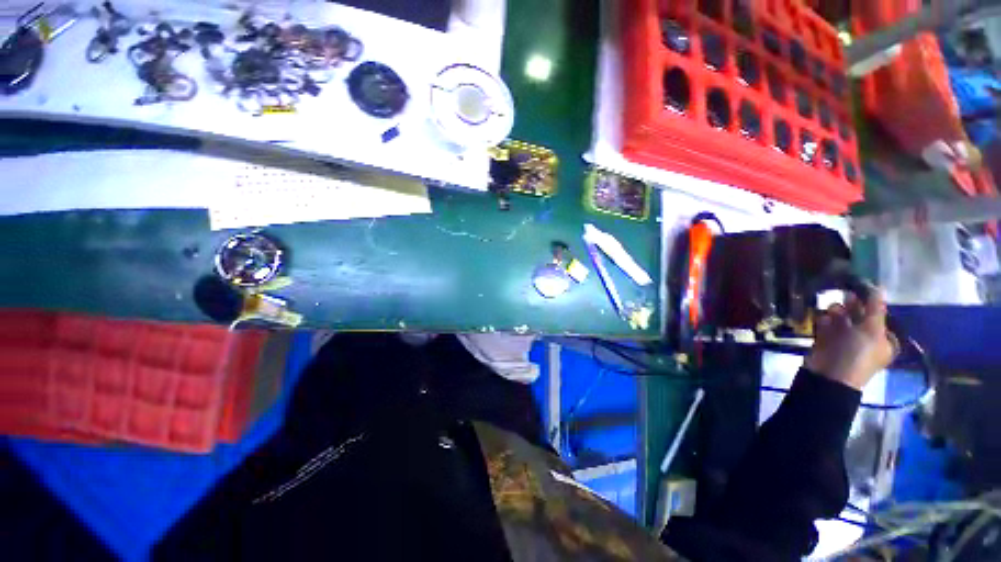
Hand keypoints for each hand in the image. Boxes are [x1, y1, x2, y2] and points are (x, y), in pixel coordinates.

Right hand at [804, 287, 896, 390]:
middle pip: (859, 315)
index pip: (879, 316)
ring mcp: (845, 340)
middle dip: (852, 307)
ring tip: (831, 312)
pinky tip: (822, 320)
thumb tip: (878, 286)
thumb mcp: (872, 329)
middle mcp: (866, 339)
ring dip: (836, 312)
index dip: (871, 304)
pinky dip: (824, 321)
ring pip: (841, 318)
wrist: (830, 374)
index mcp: (883, 340)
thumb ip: (875, 307)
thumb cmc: (857, 353)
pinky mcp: (827, 340)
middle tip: (845, 297)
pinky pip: (826, 325)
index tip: (861, 293)